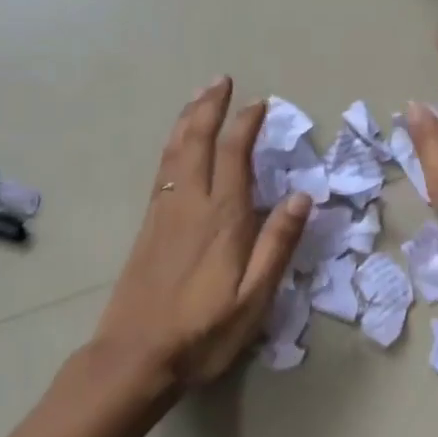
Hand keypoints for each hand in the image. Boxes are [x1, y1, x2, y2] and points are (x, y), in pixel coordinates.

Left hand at [92, 79, 311, 393]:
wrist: (135, 356)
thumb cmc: (204, 331)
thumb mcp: (254, 297)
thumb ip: (277, 244)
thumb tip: (302, 195)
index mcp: (222, 217)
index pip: (235, 154)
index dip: (246, 124)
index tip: (260, 103)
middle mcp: (190, 203)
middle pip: (198, 140)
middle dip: (210, 107)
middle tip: (221, 80)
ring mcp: (163, 212)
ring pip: (175, 150)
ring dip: (188, 118)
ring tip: (199, 96)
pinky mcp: (148, 225)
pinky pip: (162, 168)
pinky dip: (173, 144)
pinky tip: (177, 145)